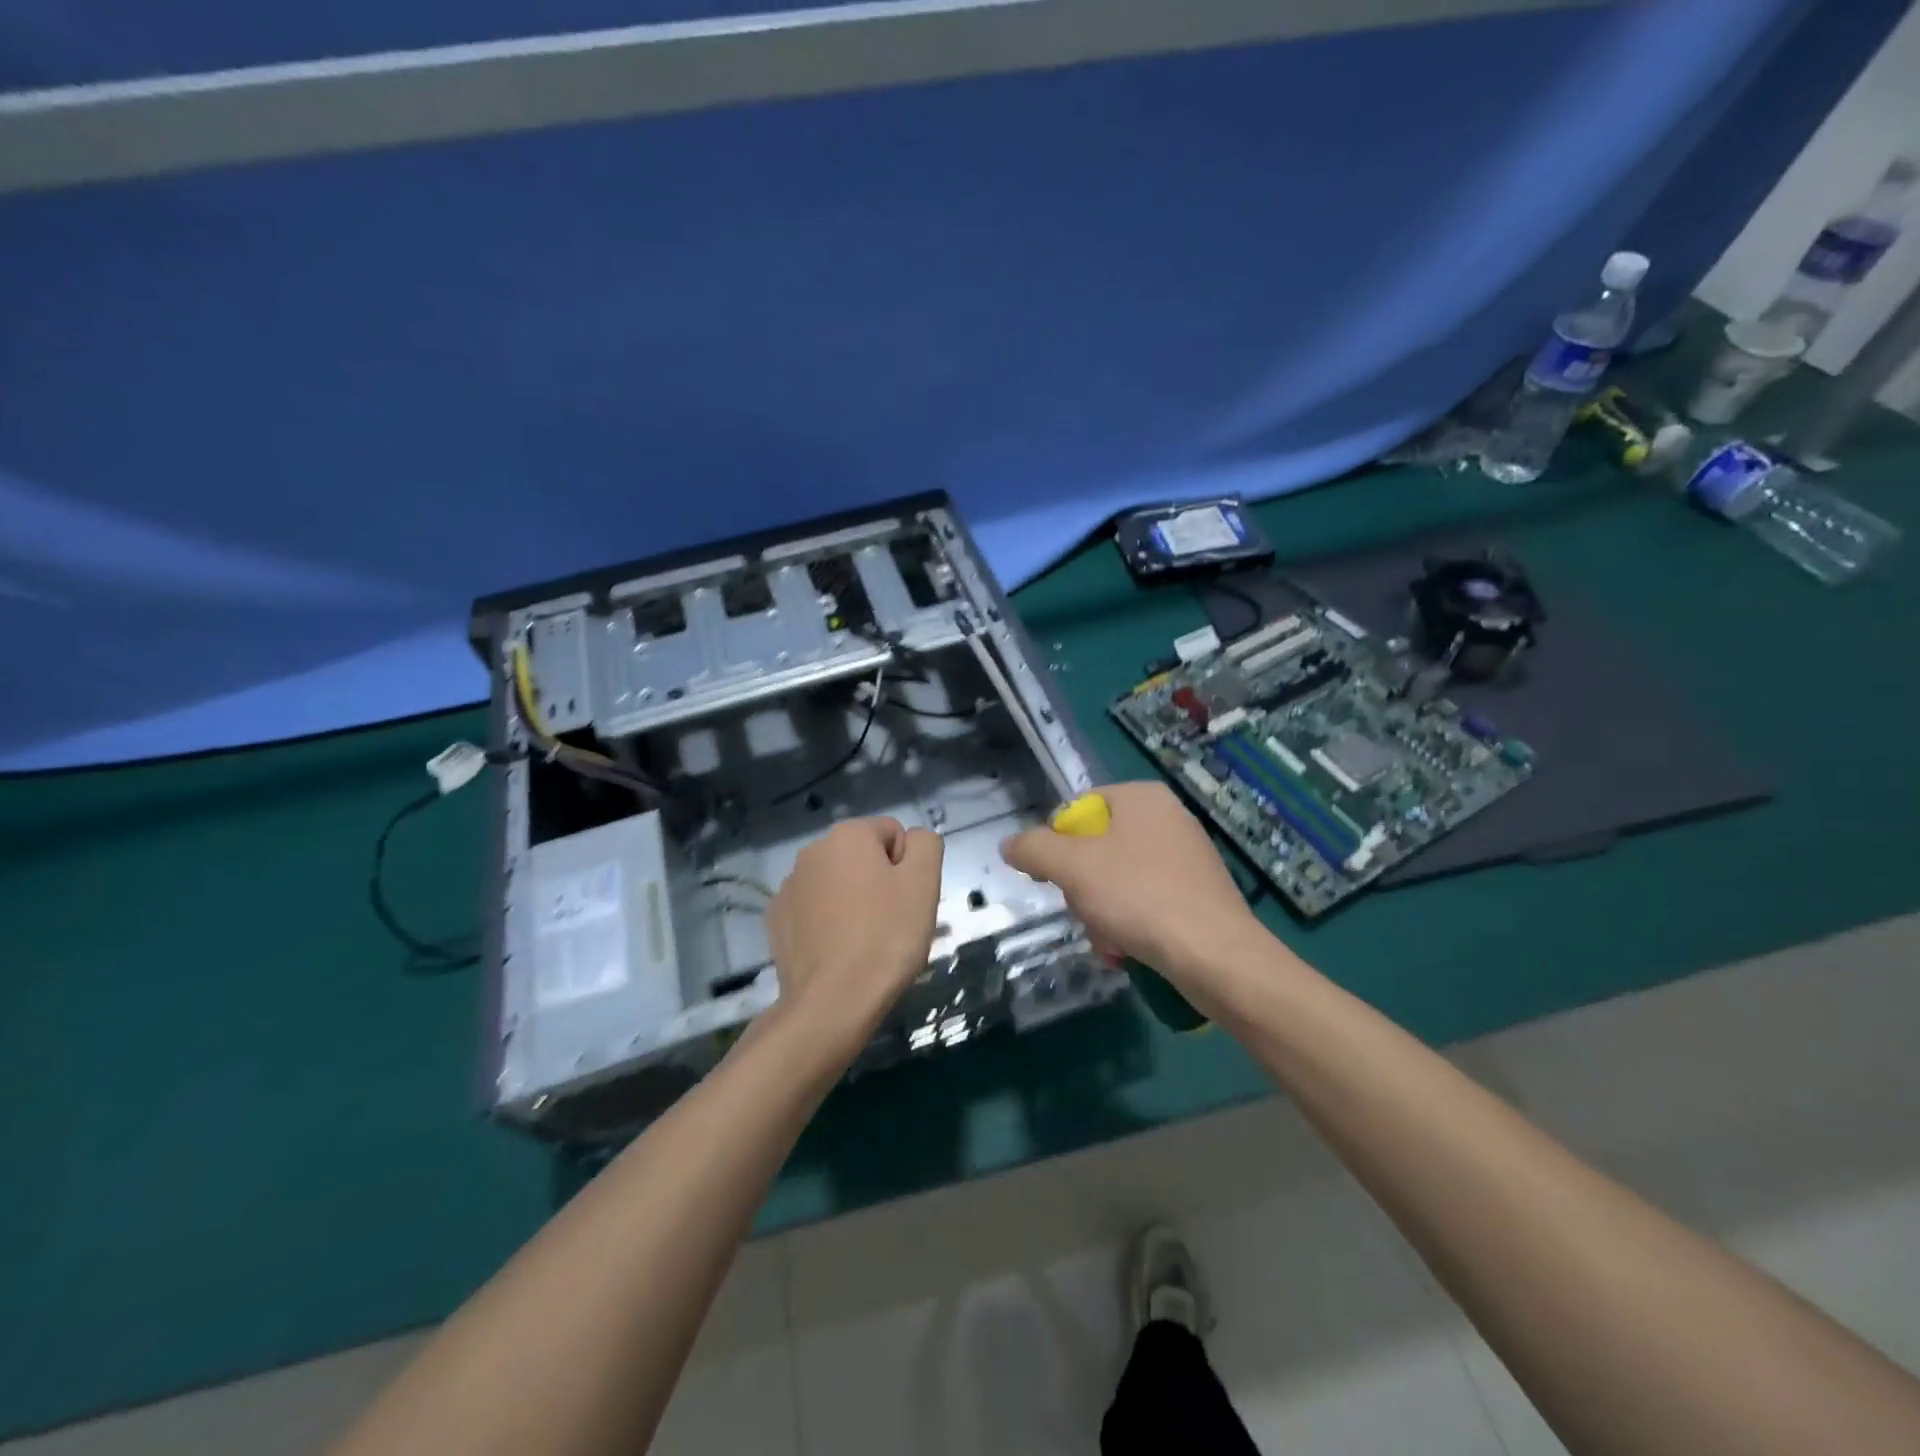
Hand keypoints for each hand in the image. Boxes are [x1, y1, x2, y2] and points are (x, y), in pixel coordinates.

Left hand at [767, 817, 943, 1050]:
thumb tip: (913, 841)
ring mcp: (789, 886)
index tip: (907, 901)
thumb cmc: (886, 937)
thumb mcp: (924, 882)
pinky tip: (838, 951)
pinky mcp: (778, 920)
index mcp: (848, 835)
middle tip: (892, 922)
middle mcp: (812, 851)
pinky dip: (829, 923)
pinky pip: (815, 910)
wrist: (832, 1002)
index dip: (908, 867)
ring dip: (854, 901)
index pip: (894, 834)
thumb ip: (925, 844)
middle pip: (864, 857)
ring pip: (839, 884)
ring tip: (865, 940)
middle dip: (880, 882)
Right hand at [1000, 782, 1268, 996]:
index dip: (1059, 843)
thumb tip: (1009, 844)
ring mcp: (1189, 856)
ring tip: (1109, 940)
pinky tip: (1129, 949)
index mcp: (1142, 797)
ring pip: (1119, 879)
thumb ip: (1034, 849)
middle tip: (1084, 911)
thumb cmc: (1139, 896)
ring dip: (1103, 912)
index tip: (1055, 878)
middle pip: (1098, 848)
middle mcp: (1169, 817)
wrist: (1215, 954)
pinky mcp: (1200, 893)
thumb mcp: (1072, 867)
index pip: (1079, 809)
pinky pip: (1148, 900)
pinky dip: (1131, 923)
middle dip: (1083, 886)